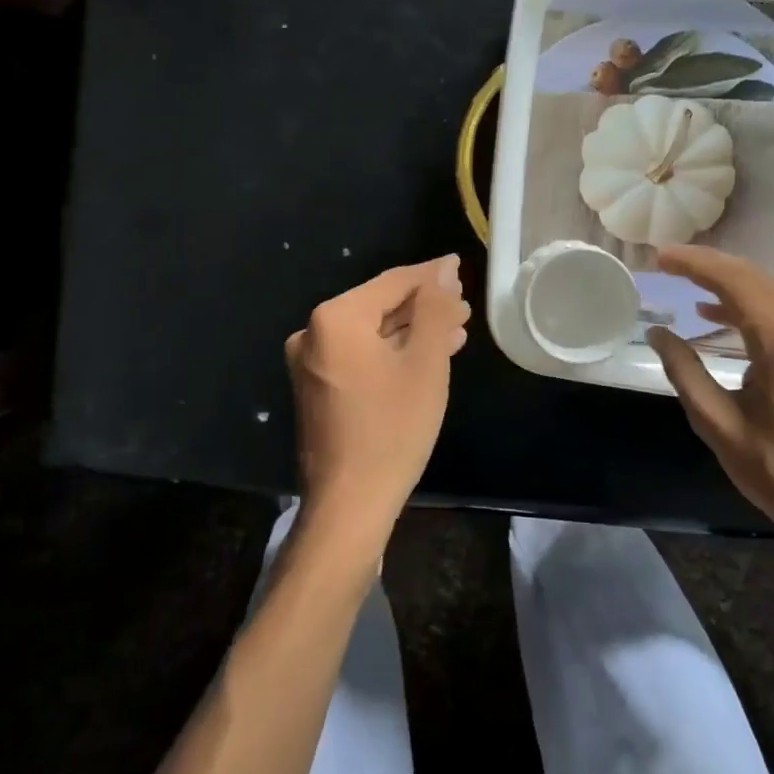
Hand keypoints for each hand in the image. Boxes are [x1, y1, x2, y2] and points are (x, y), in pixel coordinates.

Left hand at [285, 255, 470, 543]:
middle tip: (463, 307)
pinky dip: (391, 352)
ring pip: (371, 332)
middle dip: (423, 306)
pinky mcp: (316, 386)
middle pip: (379, 305)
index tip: (459, 269)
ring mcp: (311, 362)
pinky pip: (359, 355)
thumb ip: (434, 308)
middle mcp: (313, 332)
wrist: (349, 505)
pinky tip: (424, 356)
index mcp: (335, 318)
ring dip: (411, 330)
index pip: (392, 282)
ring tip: (454, 331)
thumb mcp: (424, 363)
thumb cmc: (392, 429)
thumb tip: (443, 268)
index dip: (430, 276)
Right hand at [645, 245, 773, 538]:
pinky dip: (749, 303)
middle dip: (709, 265)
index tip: (660, 256)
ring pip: (770, 289)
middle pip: (754, 277)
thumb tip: (656, 332)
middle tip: (666, 261)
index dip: (694, 264)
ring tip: (684, 279)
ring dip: (728, 281)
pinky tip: (715, 314)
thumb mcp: (716, 421)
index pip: (734, 282)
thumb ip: (684, 370)